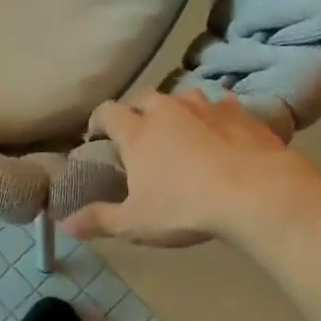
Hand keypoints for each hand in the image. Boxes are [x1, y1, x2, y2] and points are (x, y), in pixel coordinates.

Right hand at [62, 89, 316, 245]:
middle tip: (136, 131)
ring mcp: (206, 107)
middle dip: (134, 110)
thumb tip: (63, 224)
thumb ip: (99, 220)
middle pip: (144, 97)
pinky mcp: (241, 113)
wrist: (256, 193)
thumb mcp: (135, 222)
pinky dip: (214, 113)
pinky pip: (221, 104)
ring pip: (182, 95)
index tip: (95, 135)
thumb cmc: (185, 208)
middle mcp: (168, 111)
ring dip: (175, 108)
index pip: (107, 112)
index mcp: (137, 133)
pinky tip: (219, 128)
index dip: (97, 121)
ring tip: (177, 127)